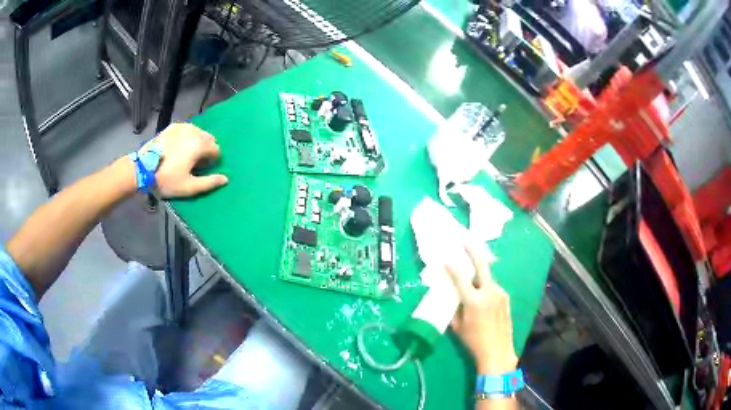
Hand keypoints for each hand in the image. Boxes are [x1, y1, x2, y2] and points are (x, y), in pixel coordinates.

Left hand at [145, 123, 227, 197]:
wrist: (143, 168)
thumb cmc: (167, 179)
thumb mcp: (189, 187)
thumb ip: (209, 183)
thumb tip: (225, 179)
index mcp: (199, 145)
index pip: (216, 149)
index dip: (212, 161)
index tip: (202, 170)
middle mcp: (194, 131)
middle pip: (208, 138)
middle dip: (205, 149)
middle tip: (194, 163)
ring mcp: (182, 127)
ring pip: (198, 132)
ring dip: (197, 142)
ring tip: (186, 154)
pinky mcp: (172, 127)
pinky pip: (187, 129)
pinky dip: (187, 136)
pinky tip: (178, 146)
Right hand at [446, 245, 517, 374]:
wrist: (498, 351)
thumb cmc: (473, 341)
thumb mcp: (457, 326)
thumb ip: (454, 308)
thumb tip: (451, 295)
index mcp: (473, 300)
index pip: (460, 277)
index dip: (452, 266)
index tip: (445, 257)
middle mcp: (489, 292)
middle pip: (482, 265)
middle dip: (473, 250)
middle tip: (465, 240)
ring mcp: (500, 294)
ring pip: (488, 278)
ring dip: (479, 275)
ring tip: (472, 279)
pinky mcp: (506, 298)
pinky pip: (493, 287)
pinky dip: (486, 287)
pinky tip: (482, 296)